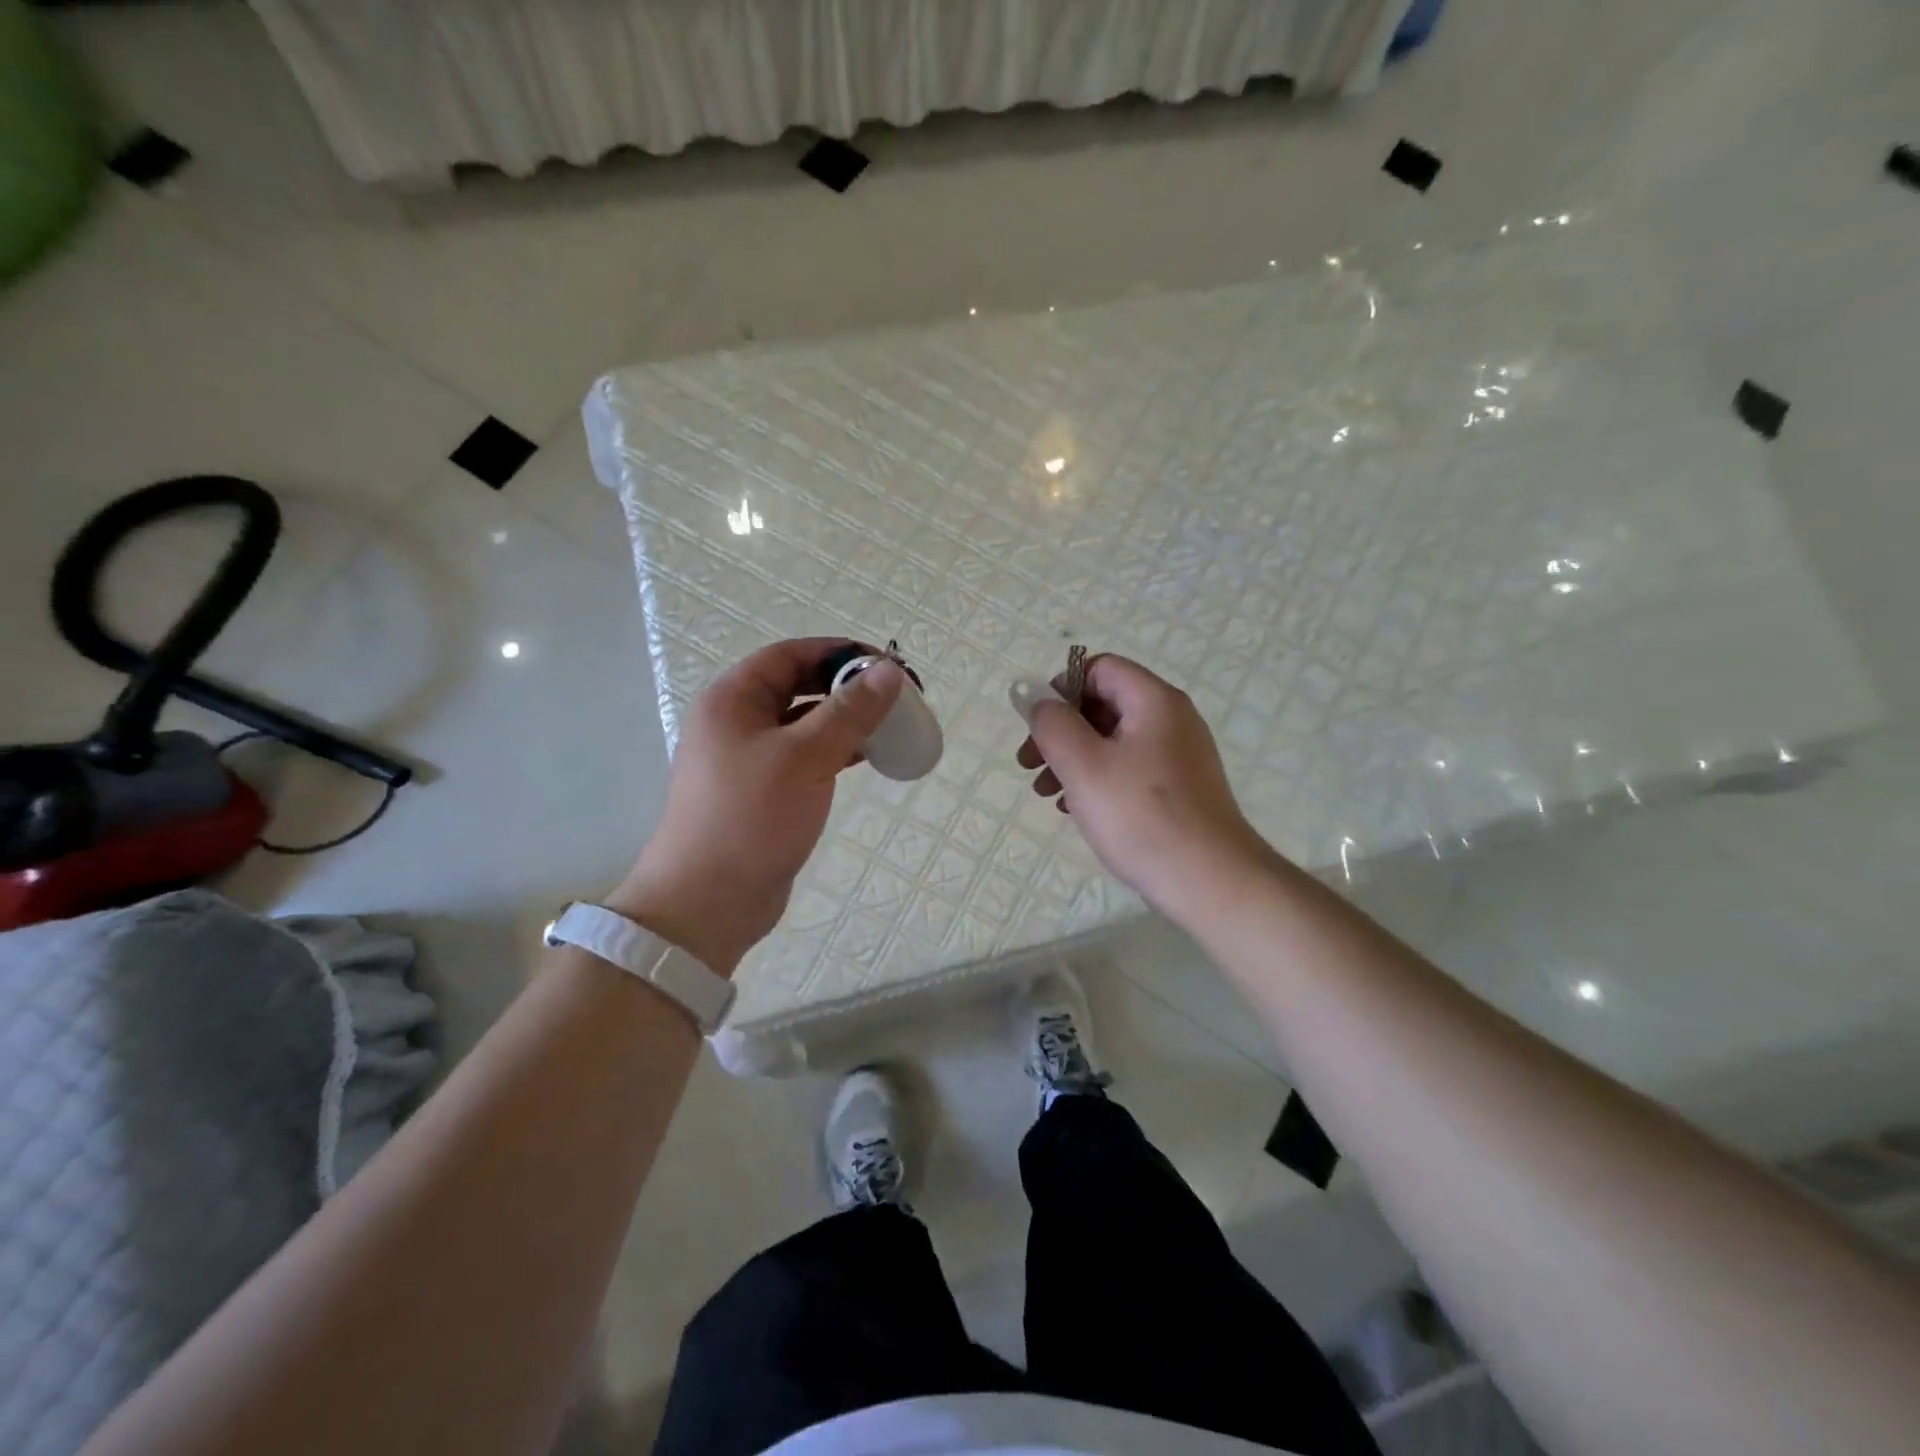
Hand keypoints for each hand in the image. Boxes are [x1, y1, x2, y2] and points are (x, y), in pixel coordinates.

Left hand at [609, 639, 902, 974]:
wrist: (708, 902)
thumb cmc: (750, 818)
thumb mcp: (804, 757)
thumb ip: (849, 712)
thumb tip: (889, 670)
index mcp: (732, 700)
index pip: (790, 655)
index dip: (838, 653)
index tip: (884, 665)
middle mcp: (737, 722)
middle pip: (798, 687)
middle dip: (846, 688)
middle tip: (894, 698)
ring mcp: (748, 759)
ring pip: (804, 724)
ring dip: (844, 721)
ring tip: (890, 727)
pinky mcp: (762, 792)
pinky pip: (804, 756)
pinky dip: (835, 751)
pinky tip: (867, 758)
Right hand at [1014, 654, 1269, 923]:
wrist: (1210, 881)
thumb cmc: (1141, 816)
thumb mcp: (1083, 764)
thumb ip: (1051, 723)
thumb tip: (1033, 695)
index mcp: (1154, 701)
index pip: (1099, 668)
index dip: (1060, 689)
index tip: (1036, 727)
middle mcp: (1172, 719)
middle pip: (1103, 704)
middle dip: (1061, 730)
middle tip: (1029, 765)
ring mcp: (1179, 755)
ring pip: (1113, 741)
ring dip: (1073, 759)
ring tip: (1046, 793)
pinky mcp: (1180, 789)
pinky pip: (1129, 769)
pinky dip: (1098, 780)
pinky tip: (1076, 810)